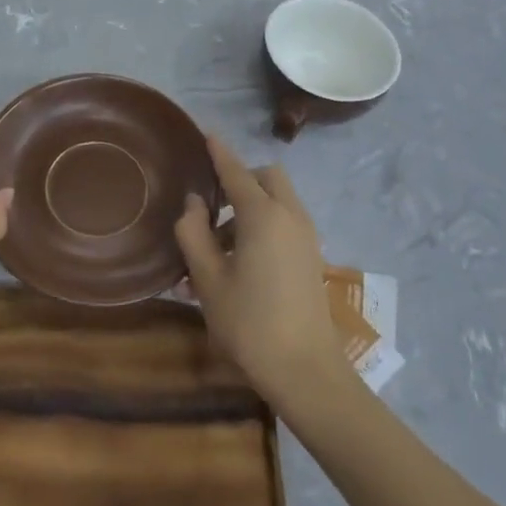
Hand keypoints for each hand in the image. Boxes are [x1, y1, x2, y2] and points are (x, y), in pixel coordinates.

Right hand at [174, 137, 345, 406]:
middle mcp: (290, 216)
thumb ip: (194, 233)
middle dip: (241, 181)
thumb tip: (194, 203)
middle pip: (267, 178)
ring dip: (250, 209)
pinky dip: (264, 226)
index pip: (236, 172)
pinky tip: (240, 265)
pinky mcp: (312, 257)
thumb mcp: (208, 279)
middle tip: (212, 211)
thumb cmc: (249, 323)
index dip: (219, 153)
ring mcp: (306, 237)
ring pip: (278, 202)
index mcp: (263, 215)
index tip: (206, 134)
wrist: (305, 371)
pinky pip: (286, 223)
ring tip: (216, 252)